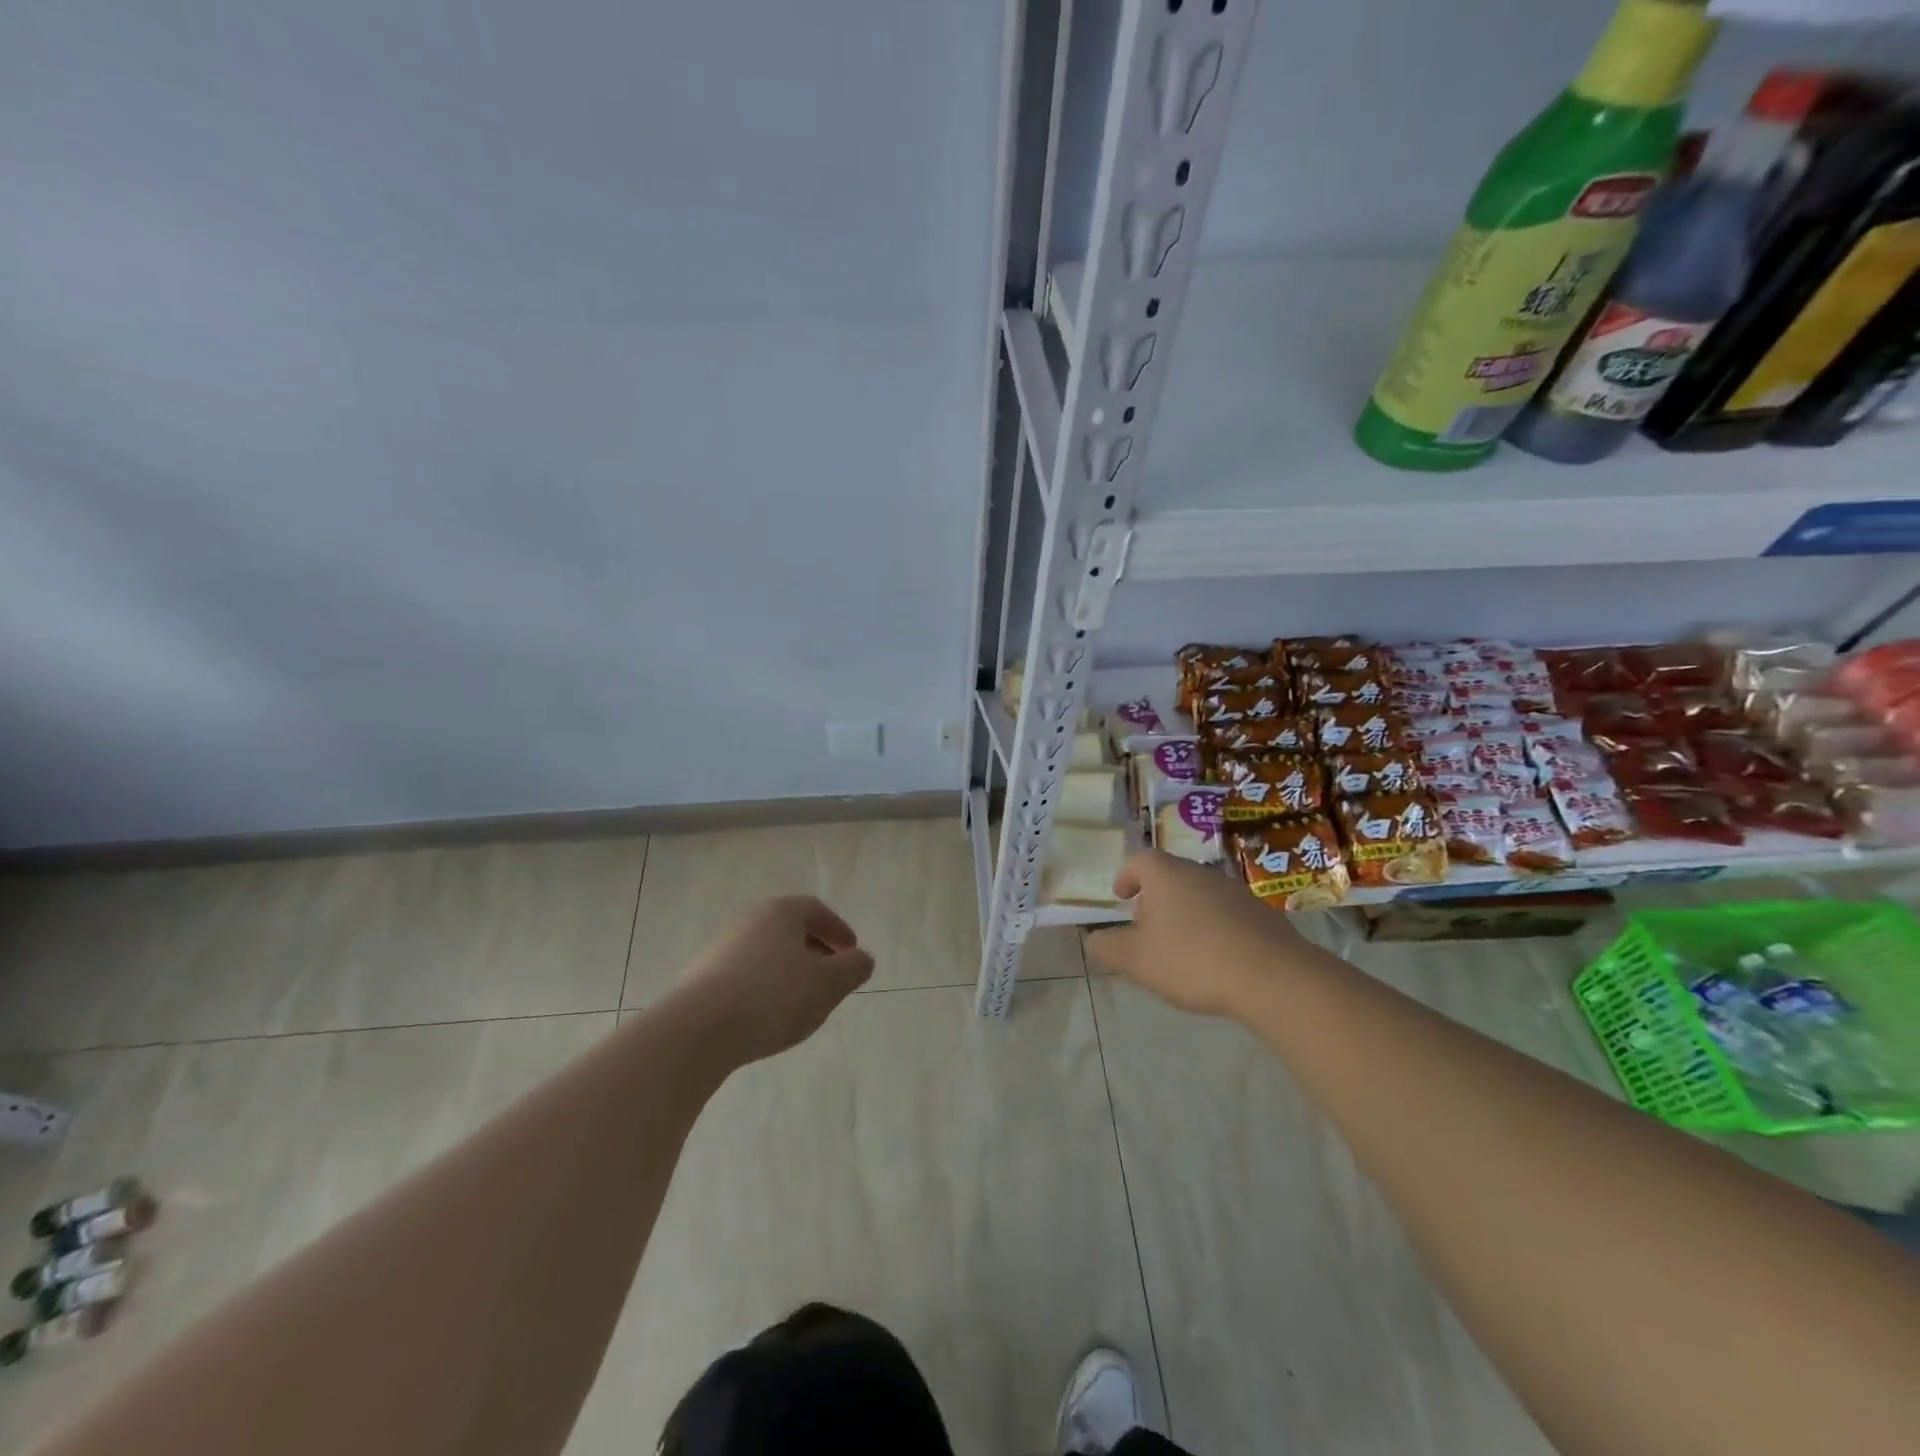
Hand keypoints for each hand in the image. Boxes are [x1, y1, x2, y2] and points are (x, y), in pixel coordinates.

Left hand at [676, 896, 874, 1065]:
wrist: (698, 1030)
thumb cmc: (773, 996)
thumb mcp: (827, 983)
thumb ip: (852, 969)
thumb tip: (863, 959)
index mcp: (780, 913)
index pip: (815, 910)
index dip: (837, 930)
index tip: (851, 952)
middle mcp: (749, 922)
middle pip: (789, 931)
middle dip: (814, 952)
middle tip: (830, 978)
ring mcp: (721, 951)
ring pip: (766, 956)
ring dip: (788, 973)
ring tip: (802, 1004)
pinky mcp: (701, 982)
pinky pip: (745, 979)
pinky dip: (764, 991)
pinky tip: (768, 1019)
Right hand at [1086, 851, 1307, 1018]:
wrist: (1273, 976)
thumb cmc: (1192, 960)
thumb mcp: (1136, 960)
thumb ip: (1108, 947)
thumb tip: (1093, 939)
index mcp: (1166, 875)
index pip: (1139, 860)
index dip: (1126, 875)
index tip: (1121, 896)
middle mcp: (1200, 872)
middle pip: (1170, 875)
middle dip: (1155, 897)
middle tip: (1147, 926)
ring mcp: (1235, 890)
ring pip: (1200, 893)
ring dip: (1186, 912)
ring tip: (1181, 946)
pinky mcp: (1261, 913)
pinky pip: (1227, 913)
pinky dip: (1214, 927)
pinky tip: (1216, 958)